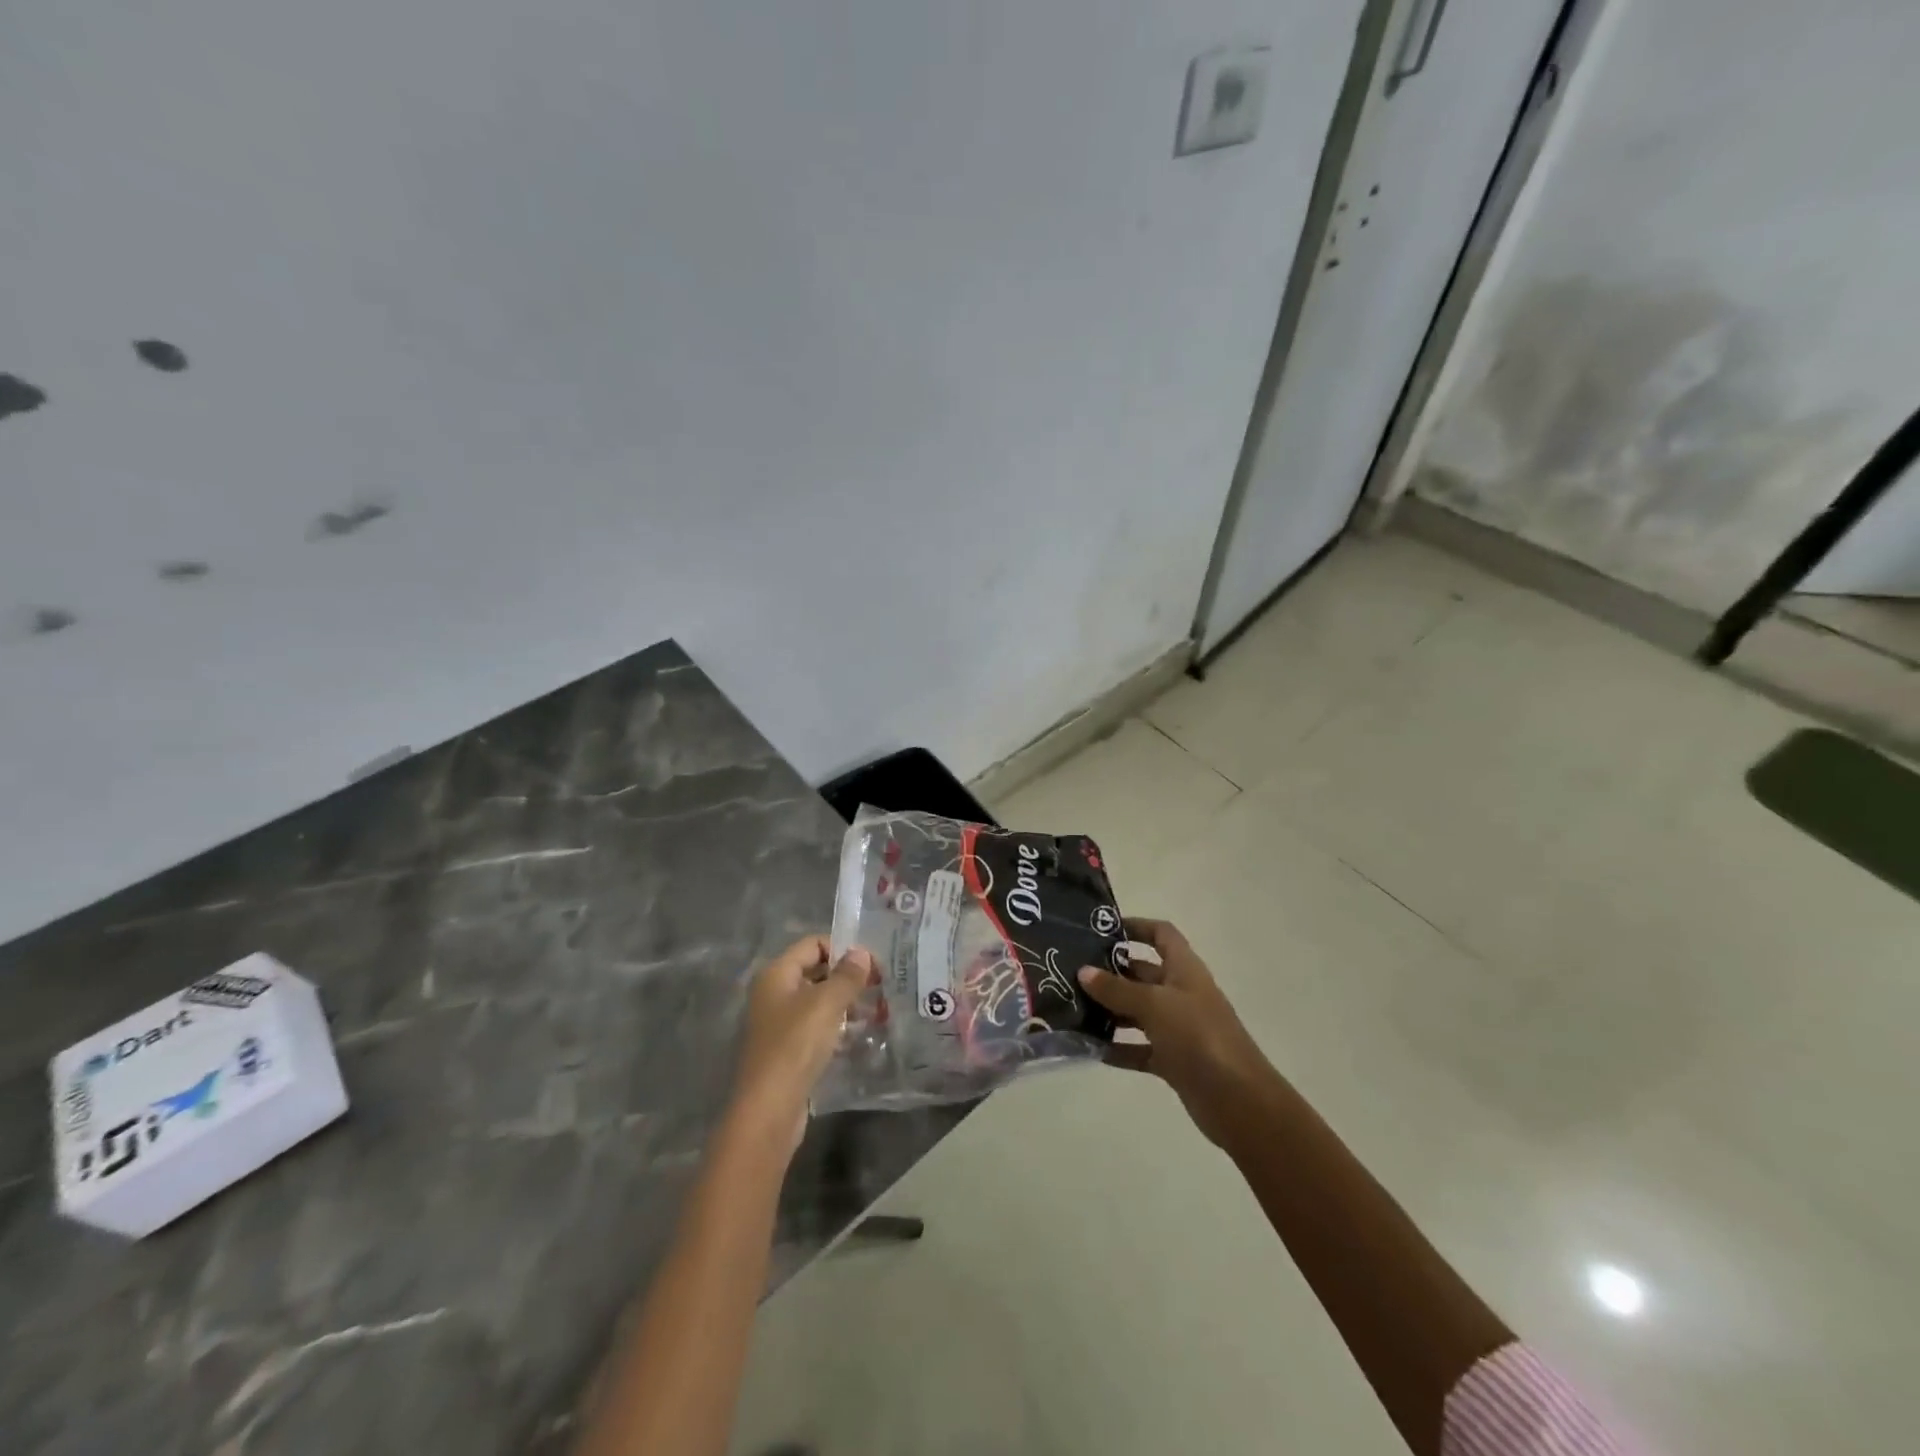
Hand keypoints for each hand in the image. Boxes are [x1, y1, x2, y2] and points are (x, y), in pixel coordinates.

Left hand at [730, 935, 874, 1152]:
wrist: (768, 1110)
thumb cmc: (795, 1045)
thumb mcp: (826, 1004)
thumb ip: (847, 975)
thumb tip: (861, 953)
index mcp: (776, 974)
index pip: (813, 944)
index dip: (843, 948)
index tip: (873, 964)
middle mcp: (773, 994)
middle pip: (815, 972)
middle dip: (847, 977)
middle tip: (880, 987)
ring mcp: (778, 1024)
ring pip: (817, 1002)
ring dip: (845, 1003)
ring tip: (876, 1012)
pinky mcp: (787, 1051)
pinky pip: (815, 1028)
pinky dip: (836, 1027)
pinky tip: (857, 1036)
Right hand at [1077, 918, 1275, 1149]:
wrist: (1238, 1100)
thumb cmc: (1198, 1036)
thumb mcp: (1154, 1004)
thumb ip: (1117, 989)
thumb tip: (1083, 972)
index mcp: (1185, 970)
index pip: (1162, 935)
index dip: (1137, 927)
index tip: (1102, 929)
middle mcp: (1181, 994)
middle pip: (1143, 973)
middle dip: (1112, 971)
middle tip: (1072, 970)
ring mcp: (1178, 1029)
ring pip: (1138, 1012)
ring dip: (1110, 1010)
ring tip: (1072, 1007)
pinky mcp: (1173, 1061)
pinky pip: (1139, 1048)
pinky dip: (1118, 1048)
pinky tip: (1090, 1047)